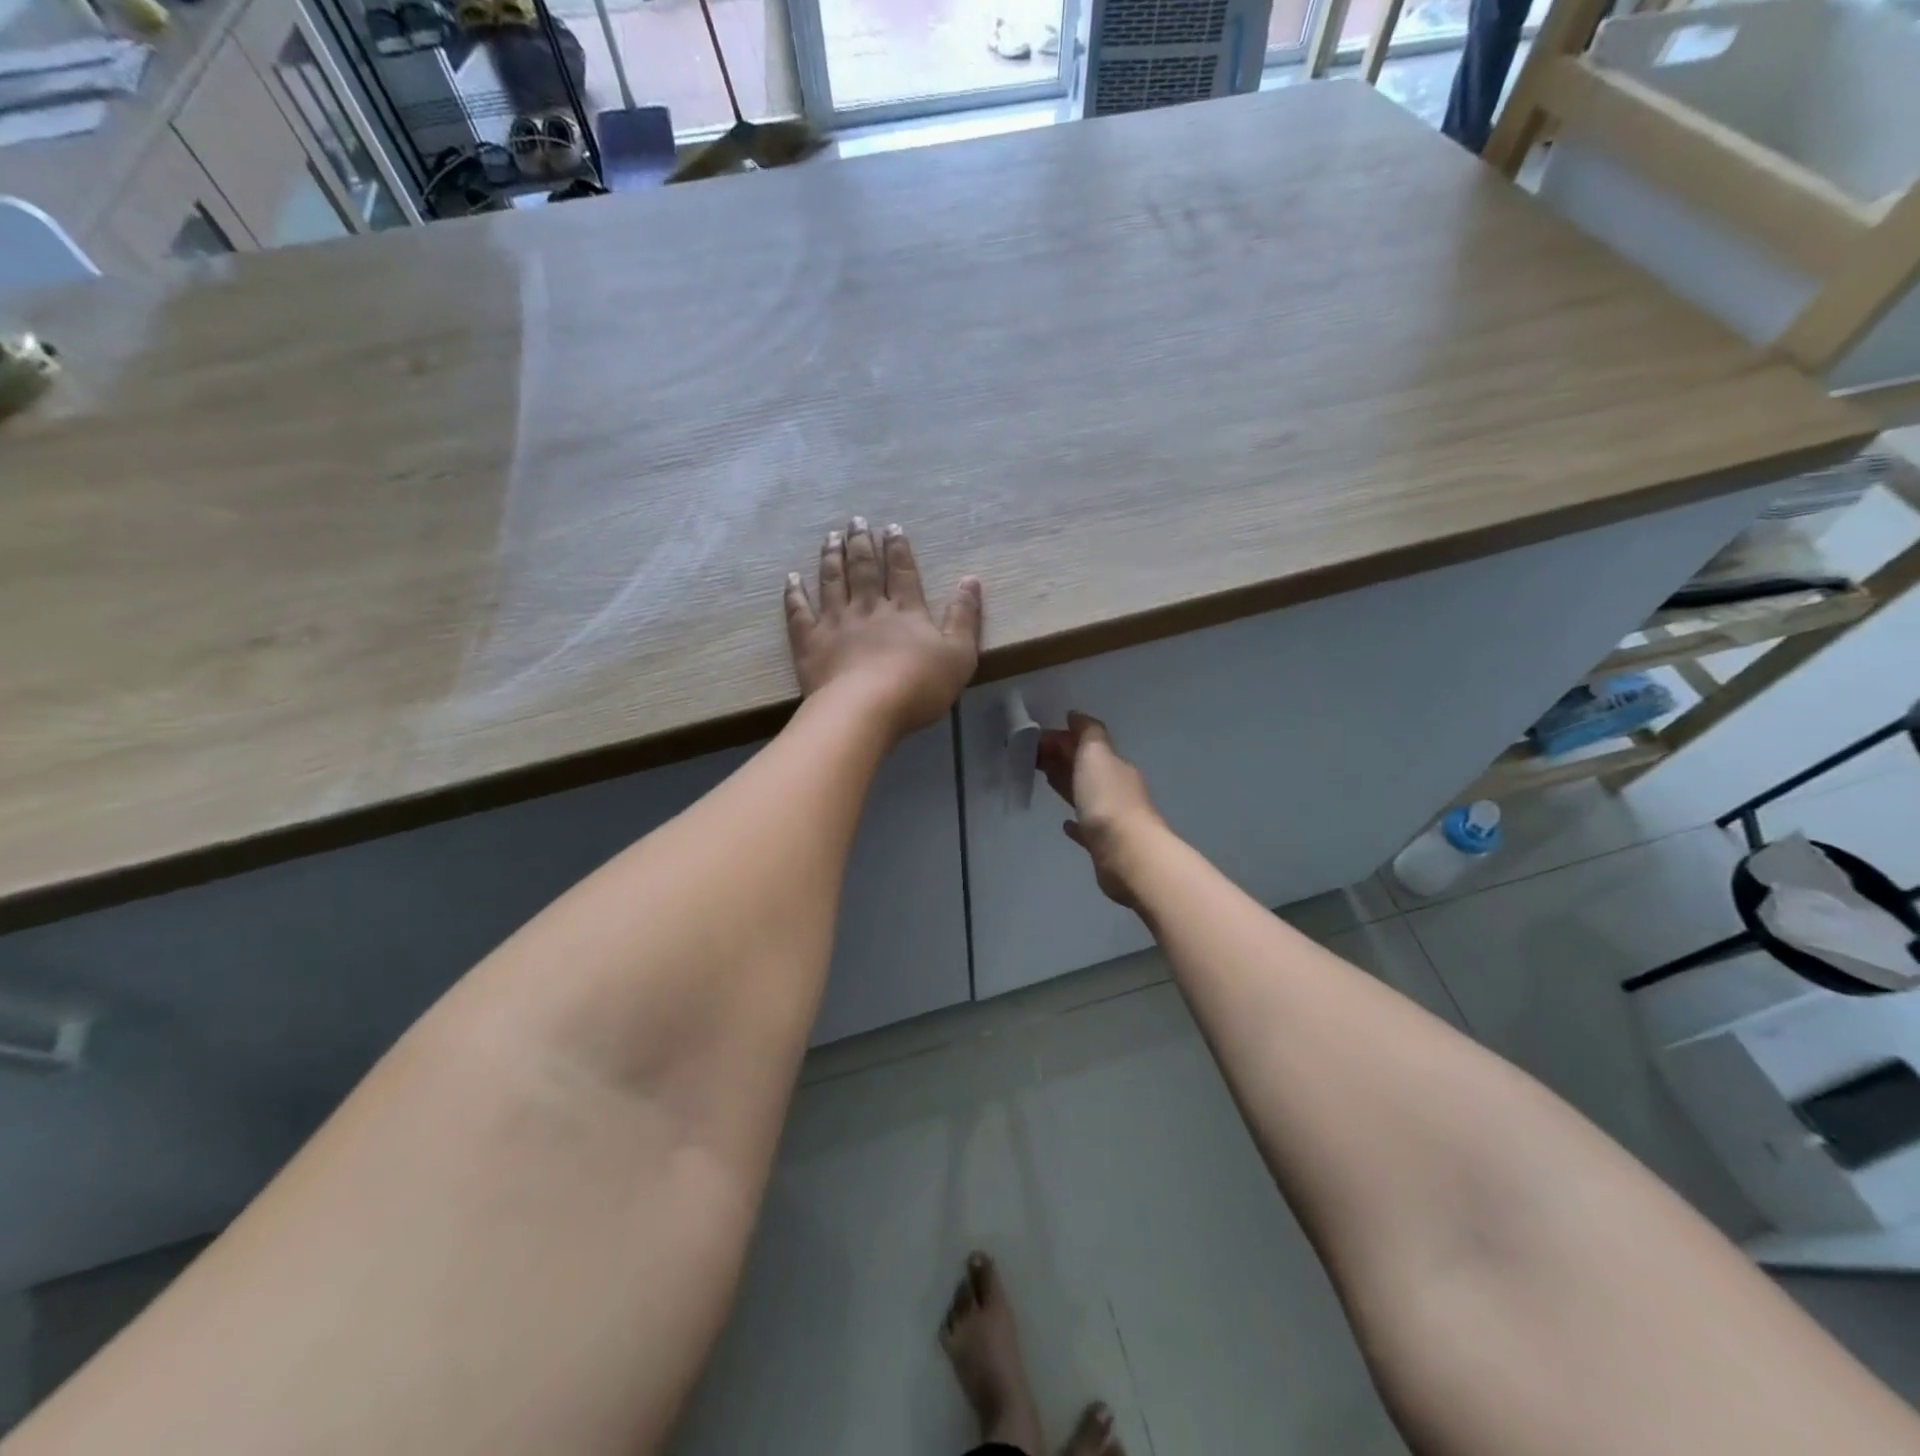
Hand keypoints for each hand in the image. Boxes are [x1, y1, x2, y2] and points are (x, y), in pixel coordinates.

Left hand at [785, 518, 982, 740]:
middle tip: (856, 521)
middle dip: (861, 543)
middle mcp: (869, 608)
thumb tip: (971, 579)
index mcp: (905, 611)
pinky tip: (791, 578)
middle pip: (864, 569)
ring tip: (830, 537)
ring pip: (832, 581)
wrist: (865, 710)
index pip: (902, 572)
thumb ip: (964, 617)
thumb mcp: (959, 655)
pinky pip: (799, 612)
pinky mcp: (810, 643)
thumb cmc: (918, 686)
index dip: (898, 548)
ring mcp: (836, 623)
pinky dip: (795, 593)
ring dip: (831, 557)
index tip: (891, 527)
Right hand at [1036, 712, 1162, 907]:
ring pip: (1085, 794)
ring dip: (1068, 784)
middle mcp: (1116, 788)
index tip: (1033, 739)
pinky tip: (1065, 824)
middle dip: (1062, 758)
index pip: (1086, 744)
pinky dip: (1076, 823)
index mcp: (1114, 765)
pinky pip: (1087, 829)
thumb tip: (1076, 715)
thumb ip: (1087, 733)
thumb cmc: (1107, 800)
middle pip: (1085, 768)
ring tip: (1045, 779)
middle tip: (1031, 756)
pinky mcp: (1104, 846)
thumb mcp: (1096, 755)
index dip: (1060, 738)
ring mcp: (1112, 818)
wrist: (1128, 854)